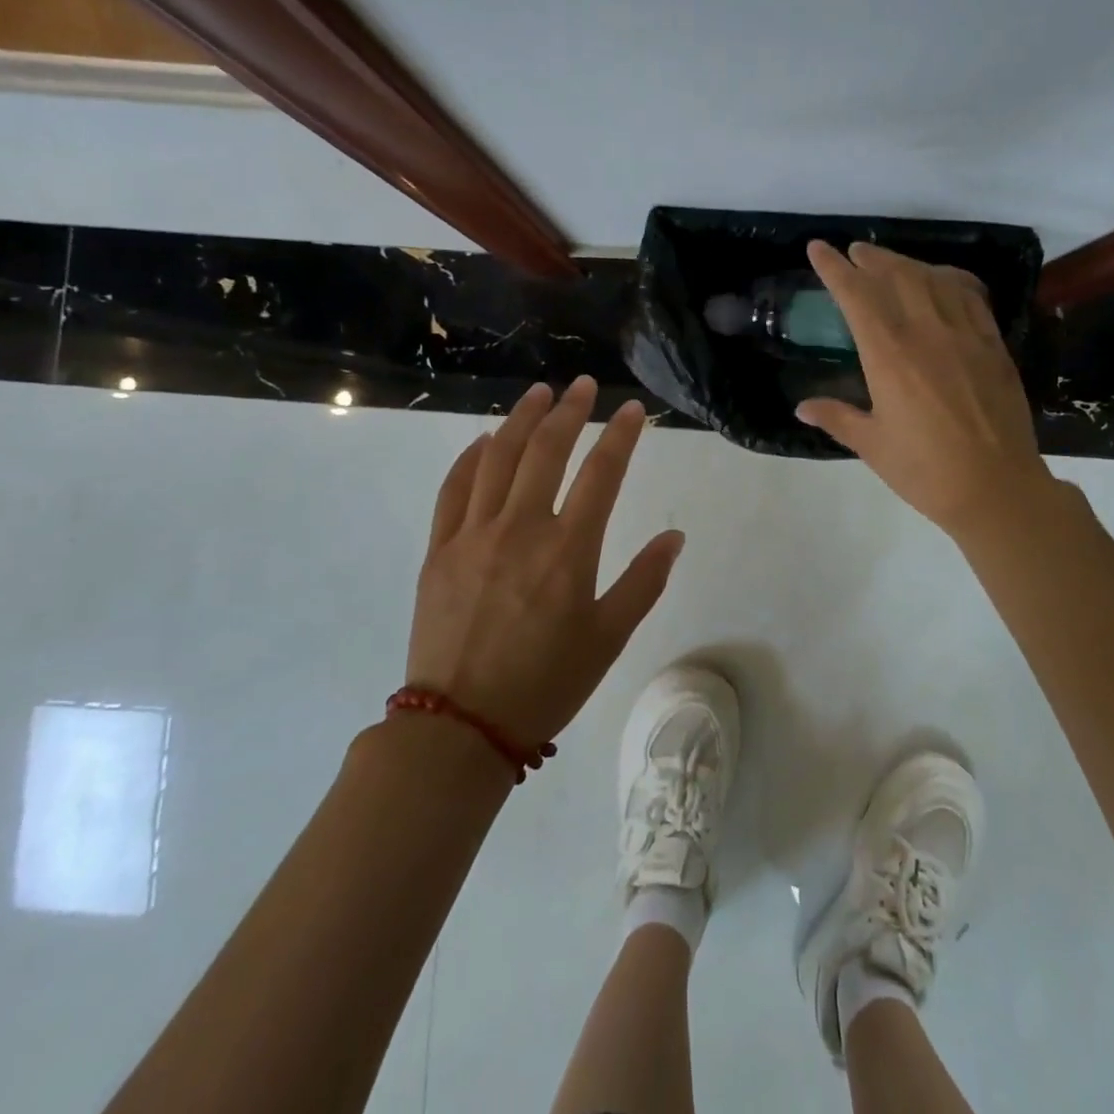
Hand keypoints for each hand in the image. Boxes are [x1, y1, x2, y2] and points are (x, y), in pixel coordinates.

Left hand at [406, 376, 683, 748]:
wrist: (460, 726)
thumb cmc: (546, 683)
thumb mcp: (608, 638)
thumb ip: (644, 582)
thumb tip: (674, 537)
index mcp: (568, 550)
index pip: (601, 474)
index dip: (621, 435)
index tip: (632, 409)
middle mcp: (520, 529)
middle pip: (546, 450)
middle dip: (569, 410)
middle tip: (582, 386)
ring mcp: (473, 535)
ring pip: (498, 458)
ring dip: (520, 419)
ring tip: (537, 393)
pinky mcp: (439, 549)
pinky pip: (454, 489)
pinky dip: (471, 458)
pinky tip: (485, 441)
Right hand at [796, 240, 1049, 537]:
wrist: (996, 488)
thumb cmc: (925, 470)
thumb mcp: (872, 445)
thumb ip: (837, 418)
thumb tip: (802, 407)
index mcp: (889, 355)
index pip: (856, 296)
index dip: (834, 269)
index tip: (819, 249)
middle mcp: (926, 332)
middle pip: (896, 276)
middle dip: (871, 258)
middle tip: (855, 252)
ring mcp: (965, 334)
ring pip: (934, 279)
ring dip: (907, 263)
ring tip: (890, 262)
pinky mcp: (993, 344)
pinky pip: (970, 295)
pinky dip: (950, 279)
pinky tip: (942, 281)